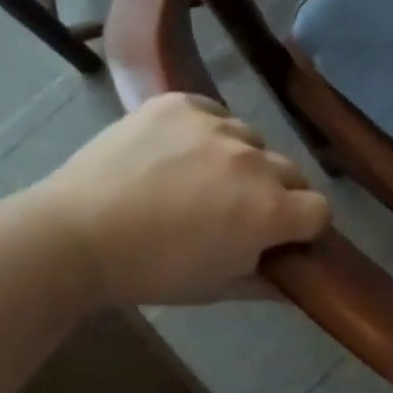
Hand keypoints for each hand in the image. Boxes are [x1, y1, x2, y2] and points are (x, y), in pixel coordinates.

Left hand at [29, 93, 328, 306]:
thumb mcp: (217, 288)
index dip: (304, 226)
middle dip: (277, 192)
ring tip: (201, 178)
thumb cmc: (151, 272)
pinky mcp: (180, 103)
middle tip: (238, 210)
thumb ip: (267, 281)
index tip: (282, 236)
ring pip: (252, 140)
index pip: (319, 209)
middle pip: (292, 172)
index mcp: (270, 211)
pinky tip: (179, 150)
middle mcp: (254, 162)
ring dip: (241, 160)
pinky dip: (206, 130)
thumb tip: (297, 279)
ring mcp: (217, 126)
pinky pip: (214, 112)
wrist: (73, 236)